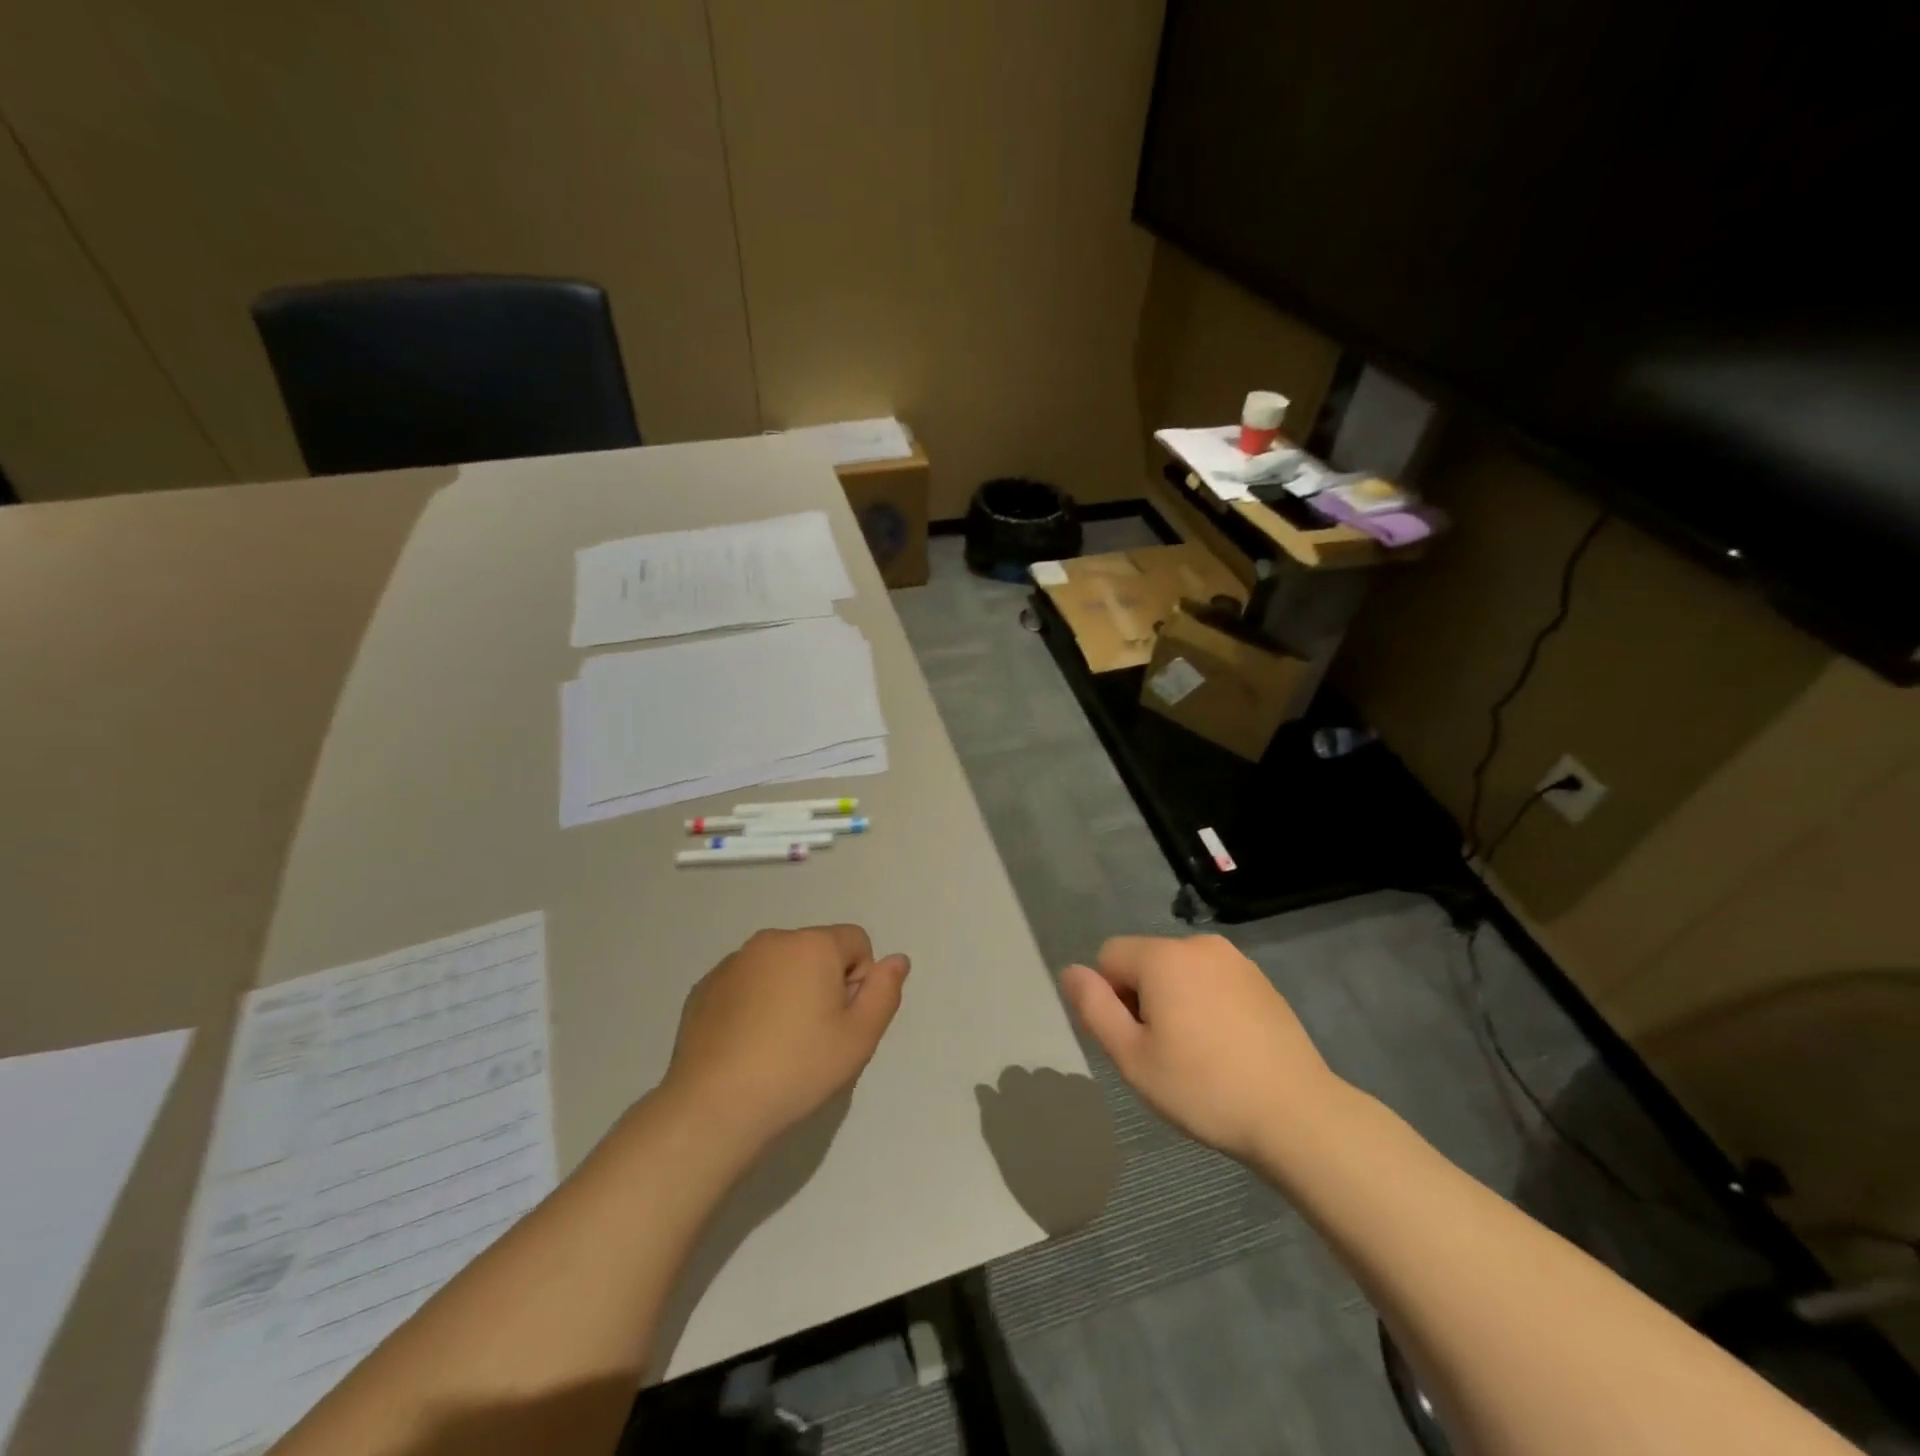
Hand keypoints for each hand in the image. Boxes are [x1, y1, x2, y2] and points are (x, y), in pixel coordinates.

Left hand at [661, 925, 909, 1152]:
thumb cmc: (798, 1069)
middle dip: (823, 984)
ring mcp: (732, 963)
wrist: (714, 1108)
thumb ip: (884, 991)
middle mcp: (771, 941)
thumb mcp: (860, 1037)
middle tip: (814, 1038)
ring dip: (788, 992)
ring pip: (779, 968)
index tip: (842, 1023)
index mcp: (812, 944)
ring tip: (778, 1045)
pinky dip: (753, 1004)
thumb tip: (897, 959)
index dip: (859, 981)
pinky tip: (746, 1046)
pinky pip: (745, 984)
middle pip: (816, 951)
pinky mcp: (704, 988)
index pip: (856, 942)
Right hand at [1062, 934, 1339, 1162]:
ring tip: (1197, 1054)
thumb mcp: (1132, 1057)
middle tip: (1164, 1053)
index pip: (1109, 956)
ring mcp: (1236, 961)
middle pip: (1145, 961)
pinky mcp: (1262, 982)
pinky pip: (1212, 981)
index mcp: (1163, 957)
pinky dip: (1206, 1005)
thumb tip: (1070, 971)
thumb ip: (1094, 1007)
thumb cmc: (1204, 1088)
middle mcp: (1198, 945)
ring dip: (1174, 1001)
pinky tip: (1226, 1049)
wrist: (1297, 1115)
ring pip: (1179, 972)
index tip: (1137, 1040)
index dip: (1110, 998)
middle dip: (1142, 998)